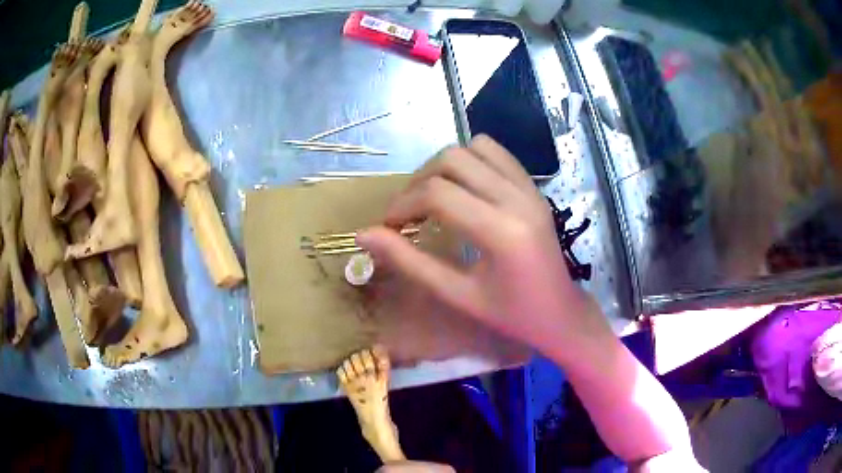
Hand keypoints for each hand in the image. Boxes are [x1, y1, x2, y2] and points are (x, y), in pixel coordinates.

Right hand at [358, 135, 612, 359]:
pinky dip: (471, 160)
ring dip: (444, 166)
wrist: (560, 314)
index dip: (402, 204)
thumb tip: (363, 235)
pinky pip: (497, 153)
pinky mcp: (534, 187)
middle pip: (452, 159)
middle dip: (419, 181)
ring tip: (433, 197)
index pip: (437, 194)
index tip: (388, 225)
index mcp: (501, 231)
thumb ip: (409, 262)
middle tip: (408, 213)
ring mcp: (530, 188)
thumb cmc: (510, 315)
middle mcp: (517, 198)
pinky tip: (463, 188)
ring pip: (474, 147)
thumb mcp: (456, 295)